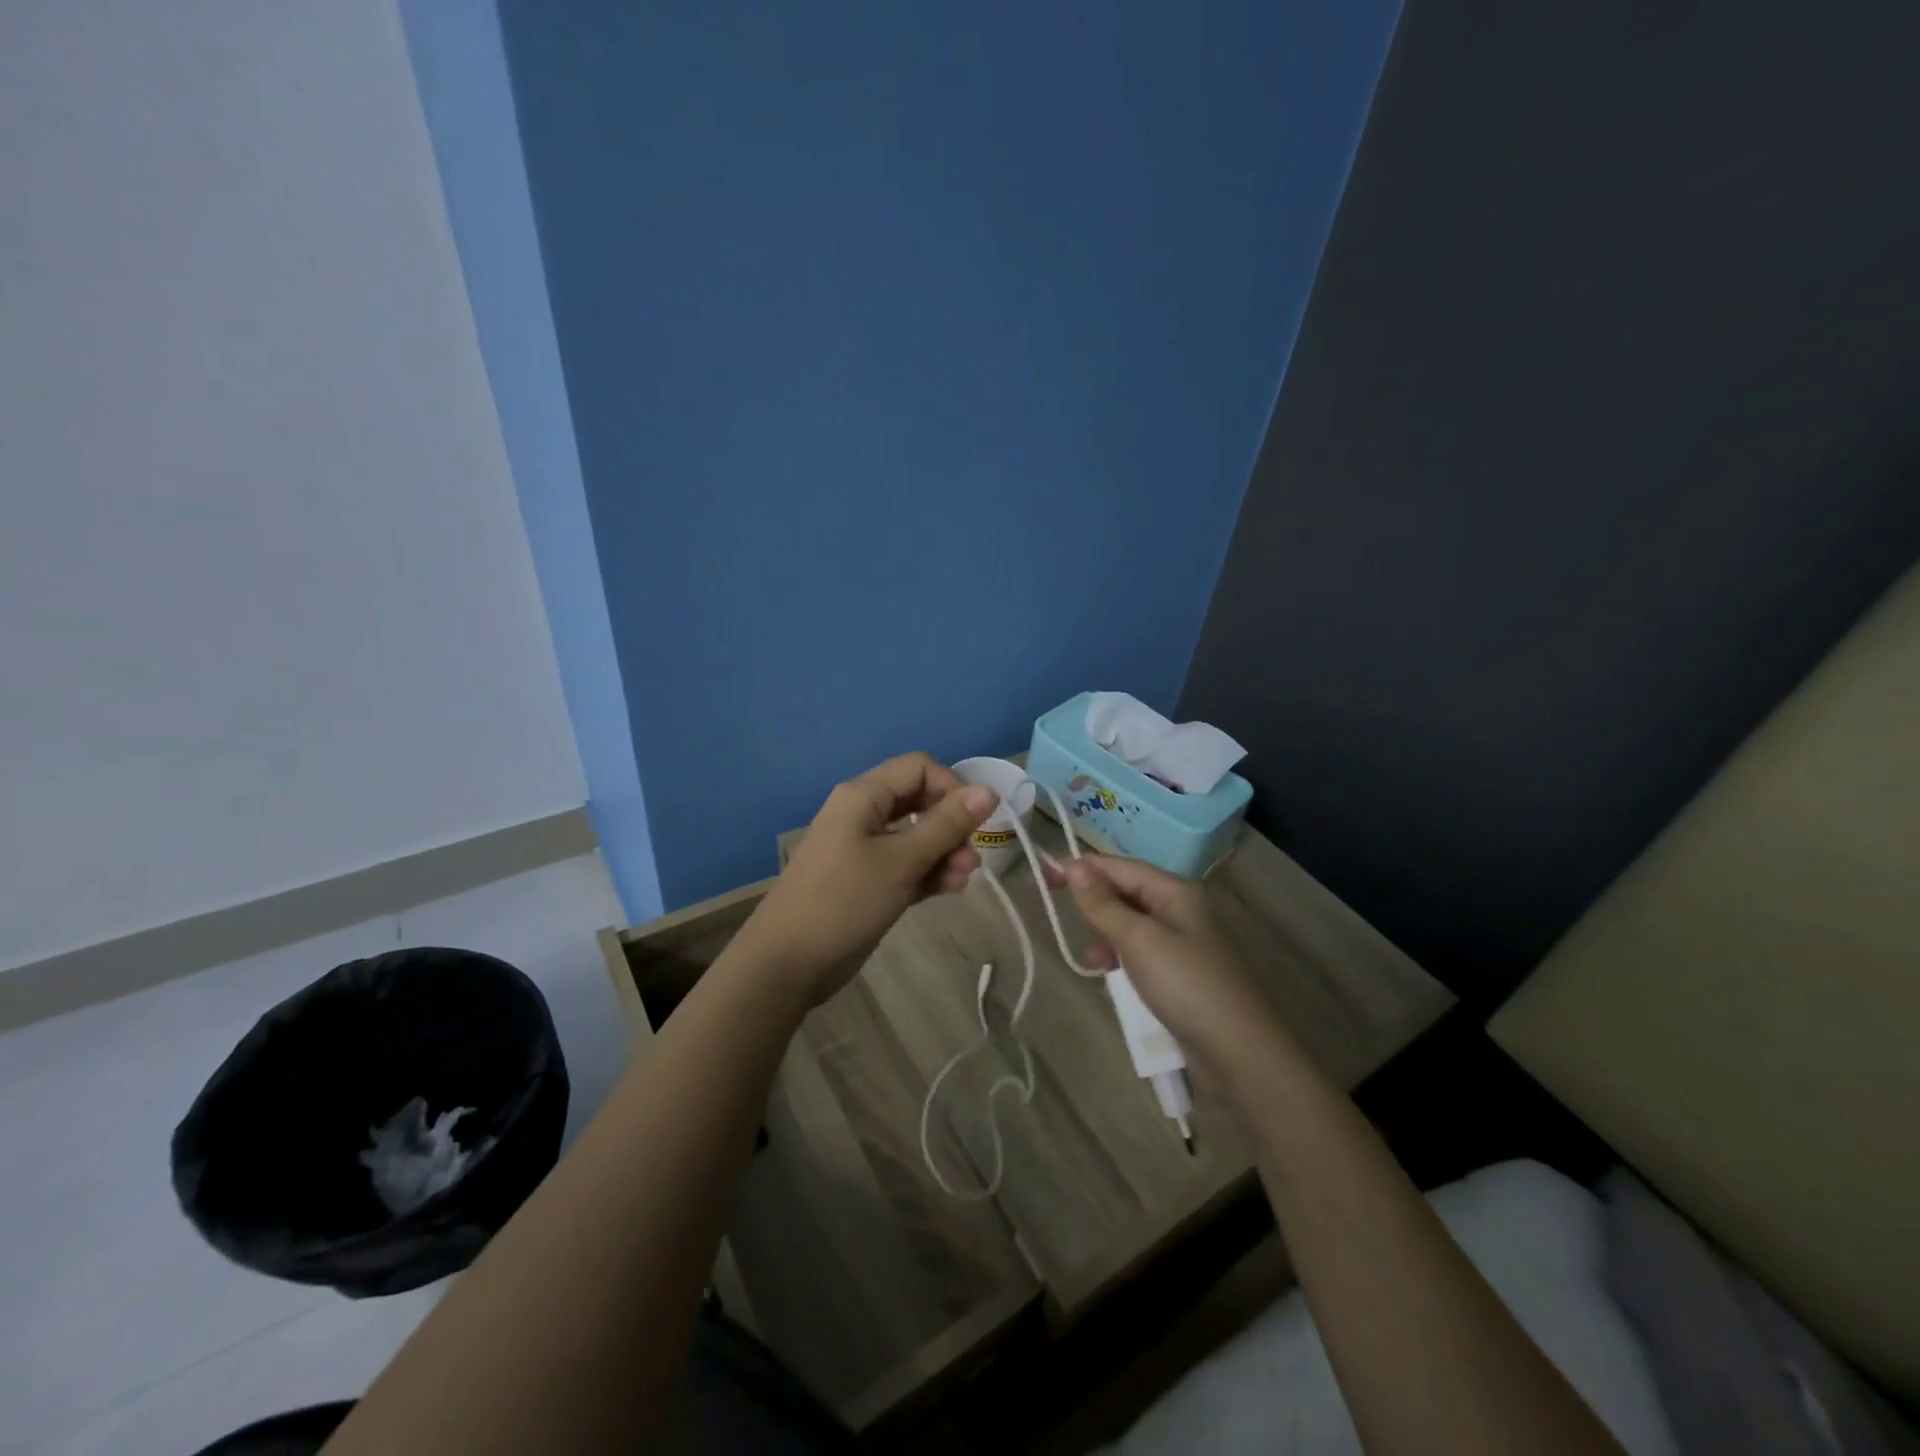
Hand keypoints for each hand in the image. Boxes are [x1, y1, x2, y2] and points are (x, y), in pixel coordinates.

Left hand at [739, 752, 996, 1004]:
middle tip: (971, 857)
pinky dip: (928, 872)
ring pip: (915, 836)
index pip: (919, 768)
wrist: (788, 963)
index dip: (952, 787)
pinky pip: (905, 864)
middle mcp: (863, 814)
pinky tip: (950, 889)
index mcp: (864, 795)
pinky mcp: (867, 881)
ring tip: (962, 879)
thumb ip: (946, 824)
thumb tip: (988, 790)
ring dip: (944, 852)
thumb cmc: (844, 901)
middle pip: (919, 801)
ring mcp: (863, 849)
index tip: (974, 821)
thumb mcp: (901, 860)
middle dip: (951, 824)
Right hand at [1054, 855, 1283, 1071]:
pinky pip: (1136, 951)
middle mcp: (1177, 908)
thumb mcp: (1139, 940)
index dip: (1080, 868)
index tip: (1042, 875)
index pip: (1118, 866)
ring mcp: (1178, 941)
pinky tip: (1109, 976)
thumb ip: (1103, 904)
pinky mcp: (1176, 971)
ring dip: (1104, 934)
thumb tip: (1074, 866)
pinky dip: (1119, 957)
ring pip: (1127, 923)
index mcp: (1174, 890)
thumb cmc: (1186, 985)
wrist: (1237, 1052)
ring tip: (1094, 960)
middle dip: (1092, 902)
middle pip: (1123, 891)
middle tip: (1057, 912)